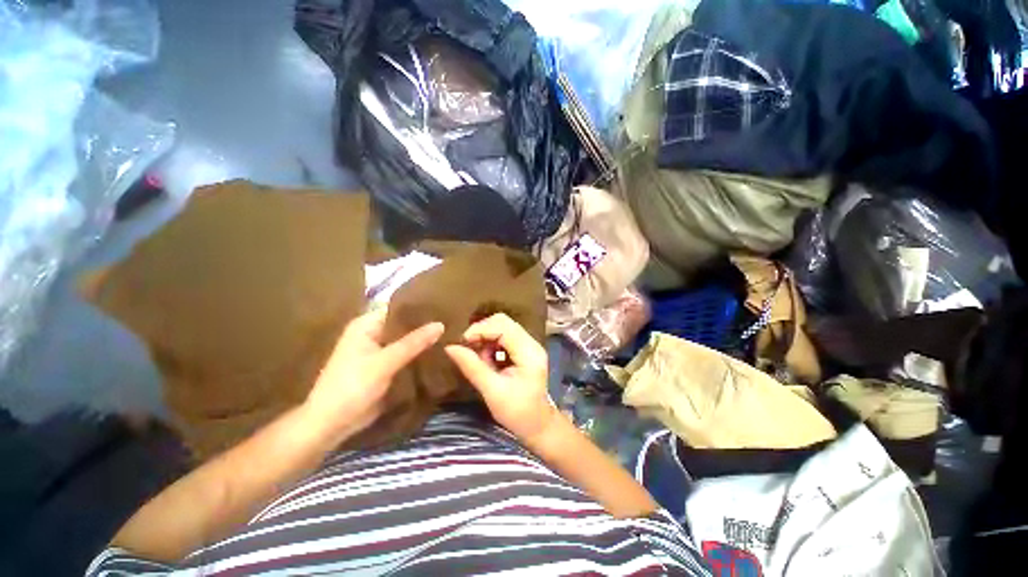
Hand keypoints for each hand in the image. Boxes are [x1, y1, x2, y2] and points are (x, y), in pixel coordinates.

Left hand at [304, 309, 443, 440]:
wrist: (332, 424)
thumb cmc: (351, 386)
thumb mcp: (384, 362)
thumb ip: (413, 343)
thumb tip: (440, 324)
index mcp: (367, 325)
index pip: (398, 308)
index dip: (420, 307)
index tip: (444, 306)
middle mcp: (374, 334)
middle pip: (404, 325)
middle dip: (425, 325)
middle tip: (454, 320)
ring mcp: (380, 351)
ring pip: (407, 341)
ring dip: (424, 341)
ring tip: (453, 333)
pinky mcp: (386, 367)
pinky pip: (406, 356)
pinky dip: (419, 354)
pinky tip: (441, 351)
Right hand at [444, 313, 557, 441]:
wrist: (537, 425)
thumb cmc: (516, 412)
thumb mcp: (492, 391)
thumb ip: (472, 367)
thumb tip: (449, 347)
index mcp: (528, 352)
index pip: (503, 326)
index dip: (480, 330)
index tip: (462, 343)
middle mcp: (531, 343)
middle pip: (503, 322)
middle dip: (482, 331)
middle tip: (468, 348)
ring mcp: (529, 345)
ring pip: (503, 327)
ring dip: (486, 338)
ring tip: (479, 358)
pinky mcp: (524, 350)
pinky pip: (505, 337)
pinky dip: (492, 344)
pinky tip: (487, 360)